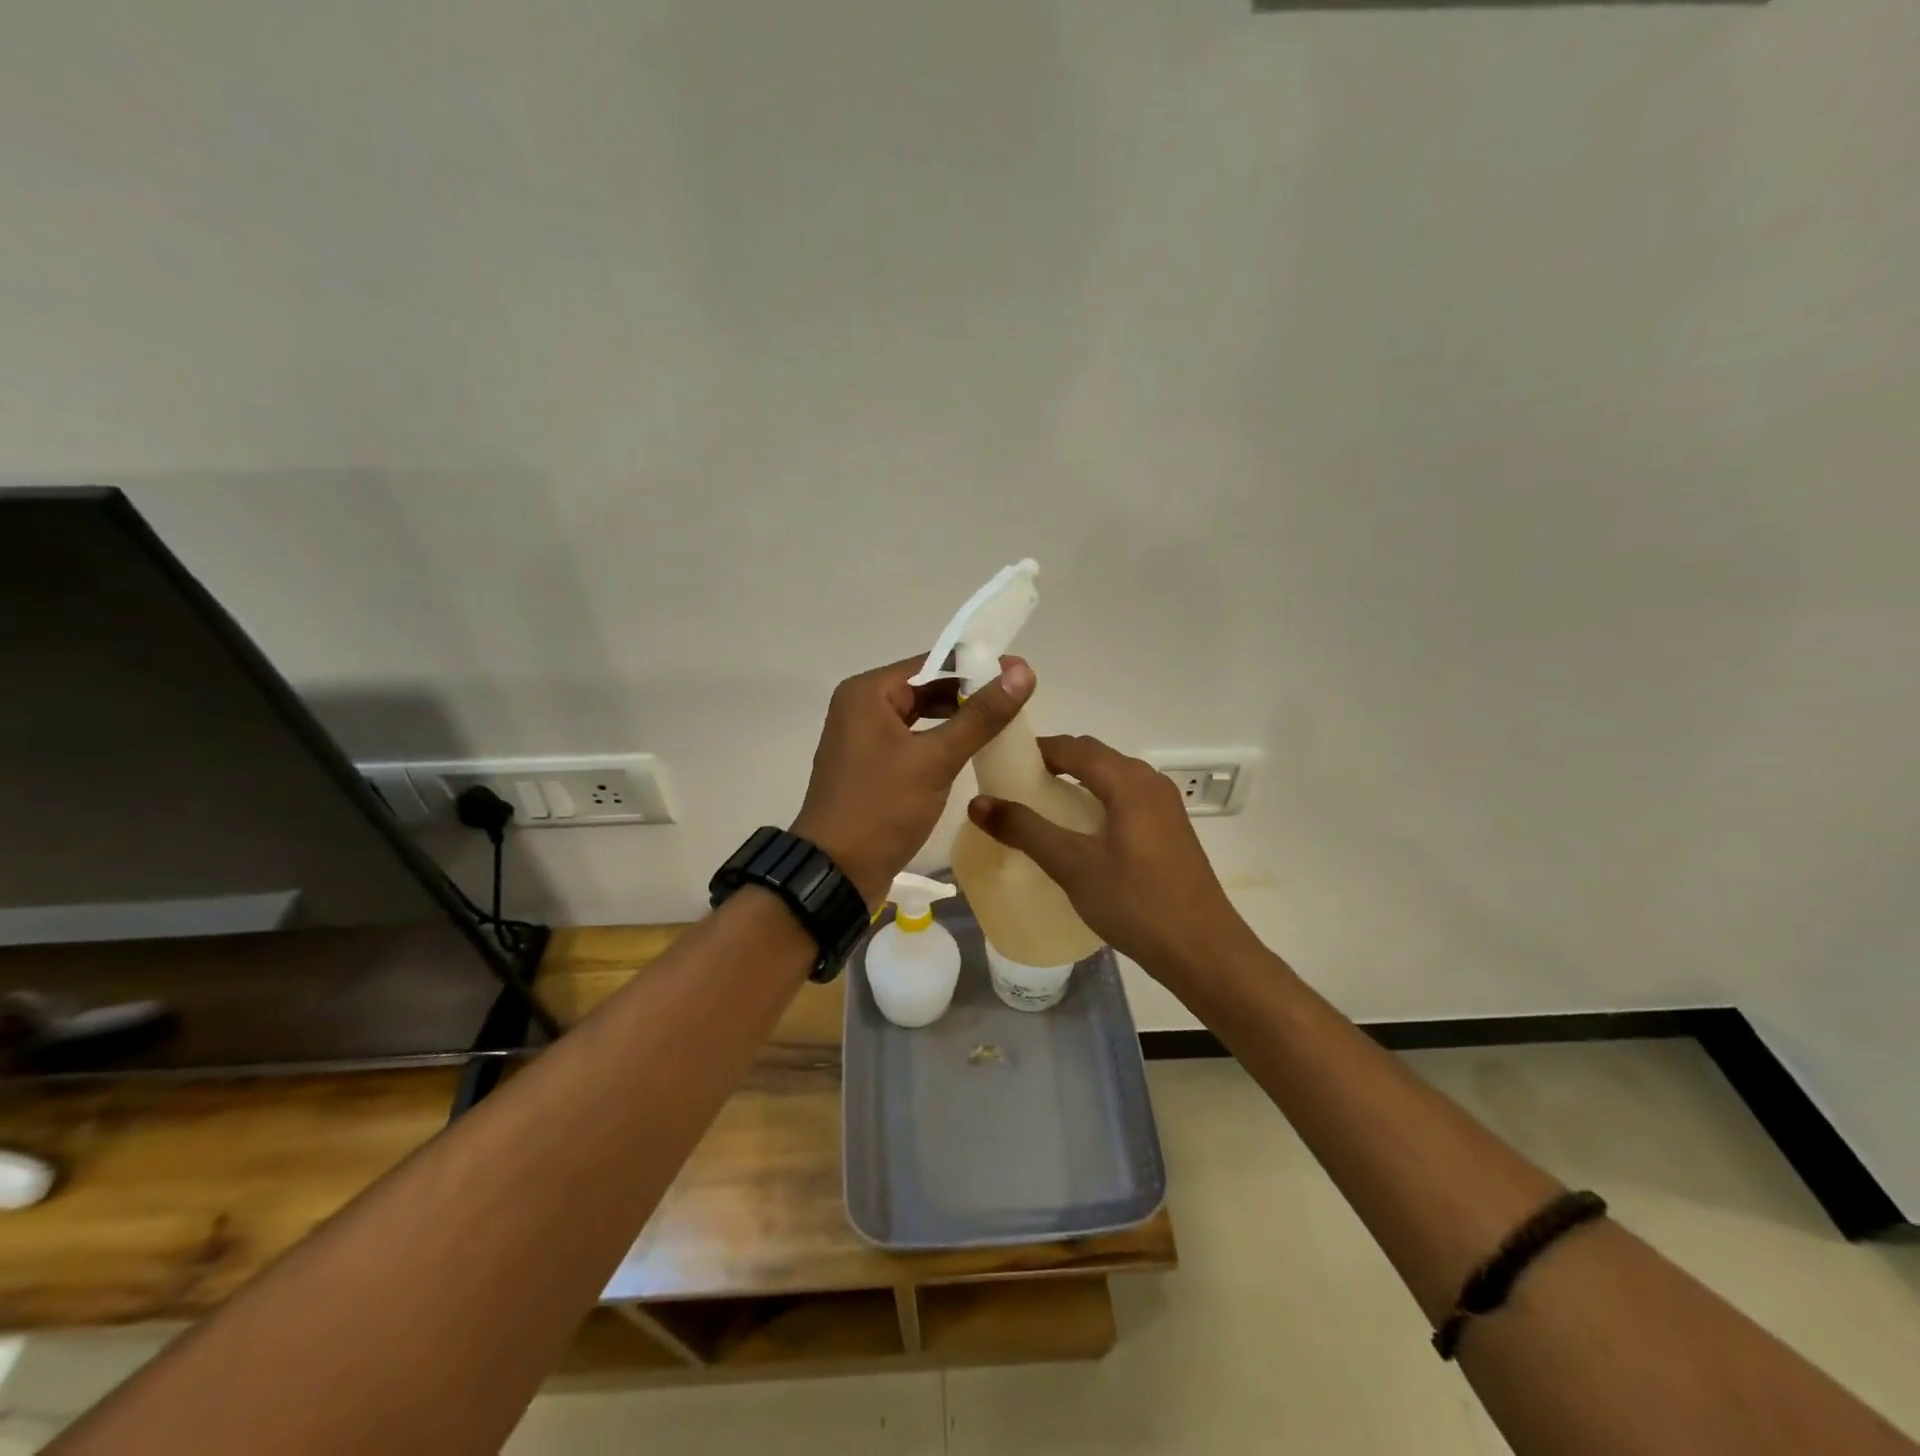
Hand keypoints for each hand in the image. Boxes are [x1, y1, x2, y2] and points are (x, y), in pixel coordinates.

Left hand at [792, 655, 1033, 906]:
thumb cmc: (881, 809)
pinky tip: (972, 752)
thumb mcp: (934, 759)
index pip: (932, 664)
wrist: (837, 873)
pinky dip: (941, 743)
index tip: (1020, 675)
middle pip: (926, 689)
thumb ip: (980, 716)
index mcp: (867, 693)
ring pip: (921, 717)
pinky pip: (913, 742)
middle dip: (969, 696)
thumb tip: (1022, 671)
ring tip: (1003, 725)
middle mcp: (861, 707)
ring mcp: (864, 739)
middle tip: (1018, 703)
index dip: (977, 667)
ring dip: (958, 721)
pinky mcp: (872, 767)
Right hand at [966, 735, 1258, 982]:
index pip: (1074, 747)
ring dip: (1076, 782)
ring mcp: (1164, 806)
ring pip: (1111, 778)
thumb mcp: (1073, 865)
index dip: (1036, 749)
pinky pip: (1125, 799)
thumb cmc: (1136, 903)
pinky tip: (1078, 831)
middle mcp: (1150, 782)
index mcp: (1128, 781)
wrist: (1203, 950)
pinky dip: (1096, 801)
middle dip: (1054, 763)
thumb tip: (978, 802)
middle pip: (1094, 757)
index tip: (1001, 761)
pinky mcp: (1169, 830)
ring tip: (1040, 806)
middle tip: (1014, 784)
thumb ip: (1025, 829)